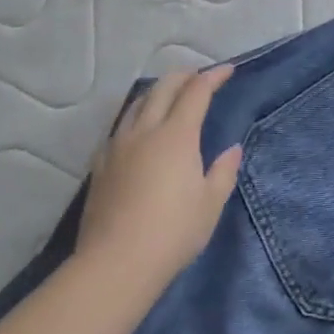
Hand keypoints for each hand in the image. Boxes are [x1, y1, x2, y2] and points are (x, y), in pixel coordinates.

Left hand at [75, 65, 244, 288]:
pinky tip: (139, 130)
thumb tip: (232, 150)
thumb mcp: (211, 203)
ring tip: (169, 95)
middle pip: (163, 89)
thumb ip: (223, 171)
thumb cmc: (173, 232)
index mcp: (177, 136)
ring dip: (157, 92)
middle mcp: (145, 131)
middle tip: (199, 77)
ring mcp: (118, 147)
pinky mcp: (101, 165)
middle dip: (184, 76)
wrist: (116, 263)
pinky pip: (120, 127)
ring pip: (137, 104)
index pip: (196, 92)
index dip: (213, 77)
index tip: (228, 70)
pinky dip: (136, 116)